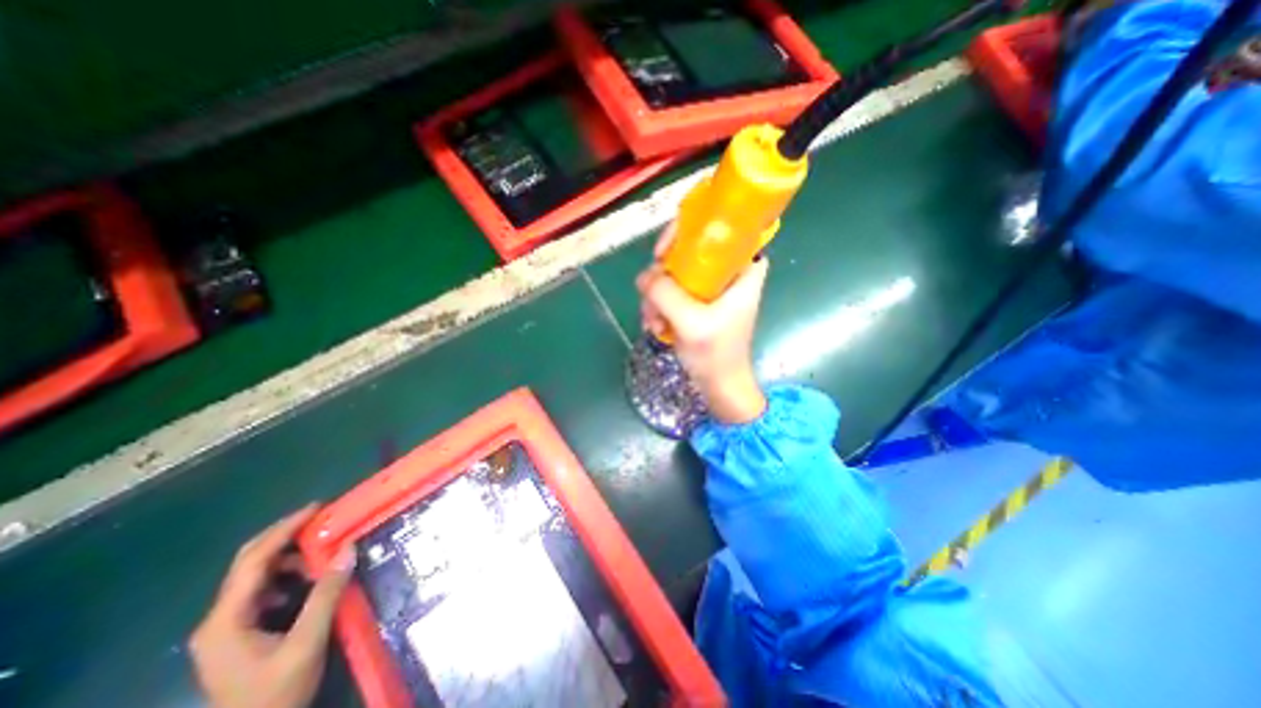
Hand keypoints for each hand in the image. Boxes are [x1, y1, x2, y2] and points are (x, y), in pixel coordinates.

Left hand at [193, 506, 359, 706]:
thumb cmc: (275, 694)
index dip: (286, 529)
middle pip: (249, 562)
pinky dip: (287, 574)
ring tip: (323, 553)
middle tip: (323, 519)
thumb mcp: (306, 643)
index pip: (254, 560)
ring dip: (290, 557)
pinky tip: (307, 580)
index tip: (319, 508)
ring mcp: (226, 626)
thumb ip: (327, 594)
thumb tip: (349, 549)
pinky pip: (262, 589)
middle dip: (286, 536)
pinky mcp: (238, 632)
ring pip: (256, 575)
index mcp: (227, 620)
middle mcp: (219, 618)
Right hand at [642, 227, 767, 424]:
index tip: (661, 255)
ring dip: (657, 298)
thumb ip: (665, 294)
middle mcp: (726, 271)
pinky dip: (660, 307)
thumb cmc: (716, 355)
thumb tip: (644, 275)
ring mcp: (710, 286)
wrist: (720, 384)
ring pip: (673, 273)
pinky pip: (671, 291)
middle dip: (663, 278)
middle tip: (654, 301)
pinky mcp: (697, 301)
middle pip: (686, 252)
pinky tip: (658, 327)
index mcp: (743, 267)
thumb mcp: (691, 323)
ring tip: (655, 324)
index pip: (717, 229)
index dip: (685, 233)